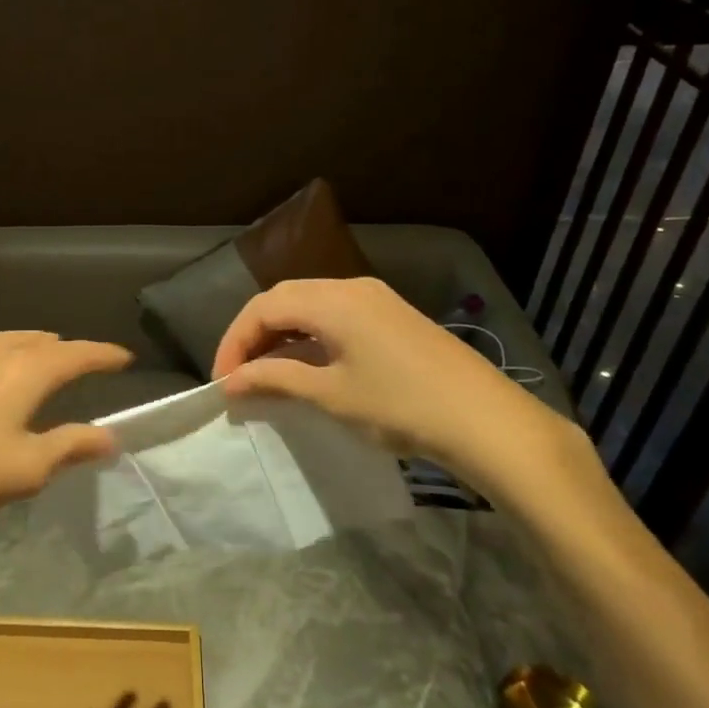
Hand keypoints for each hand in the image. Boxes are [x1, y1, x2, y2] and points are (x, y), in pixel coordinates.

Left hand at [0, 331, 131, 532]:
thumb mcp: (31, 466)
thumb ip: (71, 446)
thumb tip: (110, 436)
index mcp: (26, 372)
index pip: (75, 354)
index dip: (102, 354)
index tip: (125, 357)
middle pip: (40, 342)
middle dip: (67, 348)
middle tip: (86, 359)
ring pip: (6, 341)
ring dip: (31, 343)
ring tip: (43, 351)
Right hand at [211, 277, 585, 505]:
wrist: (486, 421)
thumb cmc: (401, 405)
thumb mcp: (331, 395)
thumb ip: (275, 379)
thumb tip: (232, 381)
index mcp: (332, 299)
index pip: (263, 307)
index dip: (234, 341)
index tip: (222, 381)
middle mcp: (350, 286)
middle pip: (284, 299)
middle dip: (253, 334)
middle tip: (238, 375)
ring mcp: (375, 299)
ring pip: (310, 305)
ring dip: (281, 335)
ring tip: (265, 373)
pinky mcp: (392, 316)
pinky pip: (335, 315)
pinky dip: (309, 336)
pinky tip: (305, 365)